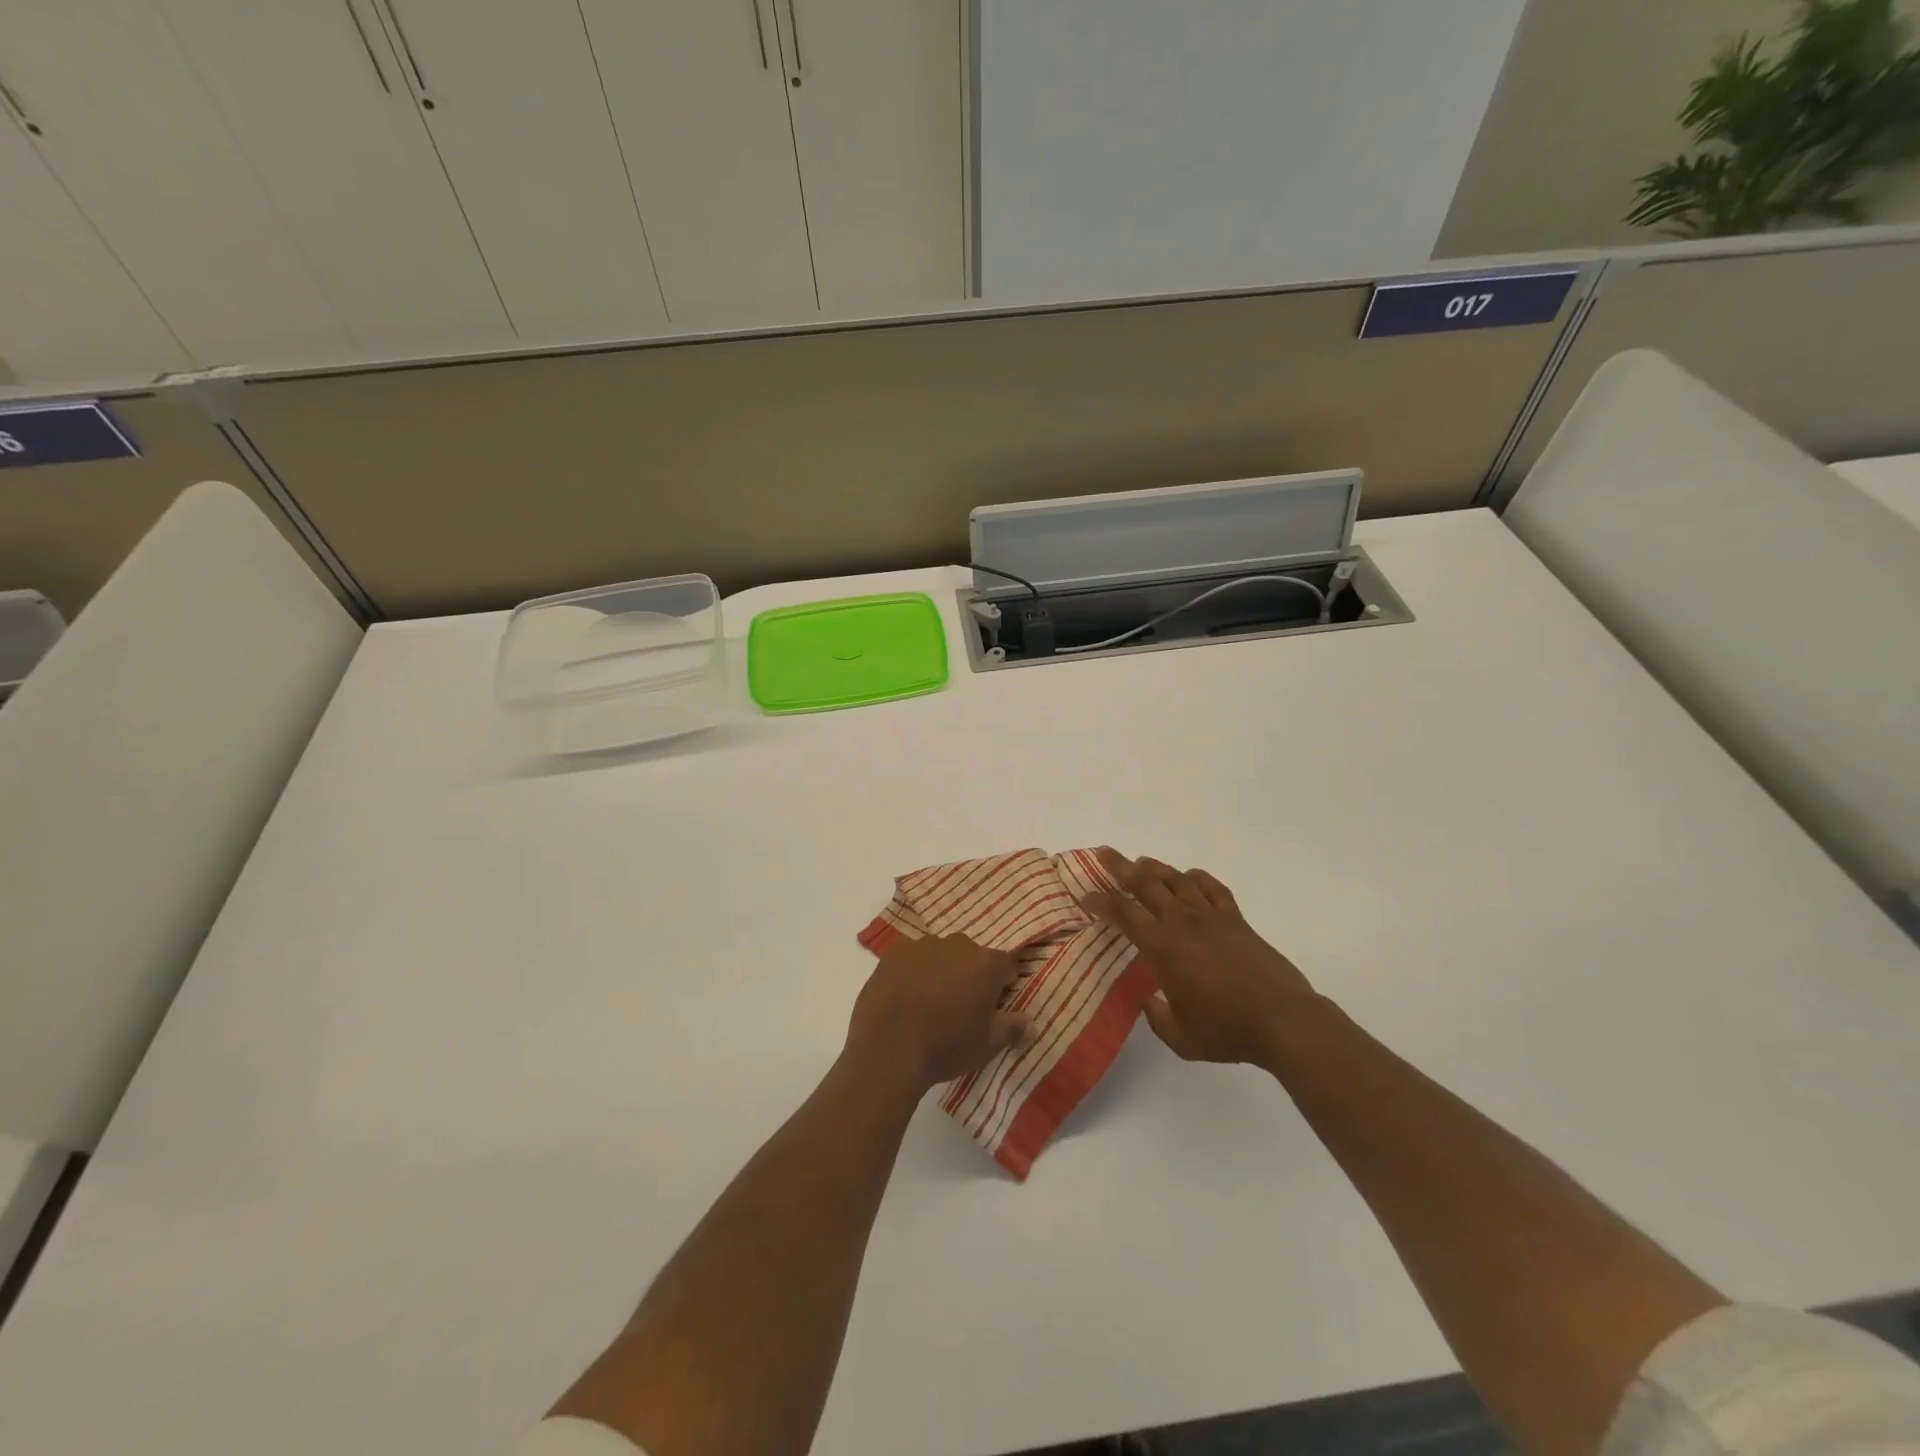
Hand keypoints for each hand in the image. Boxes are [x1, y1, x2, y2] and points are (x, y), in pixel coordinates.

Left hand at [846, 935, 1033, 1090]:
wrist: (887, 1049)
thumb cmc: (945, 1047)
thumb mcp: (986, 1046)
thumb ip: (1012, 1028)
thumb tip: (1030, 1022)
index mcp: (986, 965)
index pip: (1006, 966)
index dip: (1003, 985)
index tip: (994, 1005)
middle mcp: (957, 945)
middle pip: (972, 956)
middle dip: (971, 975)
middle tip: (960, 1006)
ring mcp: (923, 945)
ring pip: (941, 954)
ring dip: (941, 970)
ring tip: (929, 1001)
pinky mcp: (894, 953)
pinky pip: (912, 958)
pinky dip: (913, 971)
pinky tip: (905, 995)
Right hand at [1085, 849, 1320, 1069]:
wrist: (1283, 1020)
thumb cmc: (1226, 1030)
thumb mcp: (1181, 1038)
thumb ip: (1157, 1017)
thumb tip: (1148, 999)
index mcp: (1163, 947)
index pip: (1124, 914)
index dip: (1101, 901)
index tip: (1086, 896)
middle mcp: (1183, 922)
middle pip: (1146, 883)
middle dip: (1121, 867)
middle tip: (1104, 853)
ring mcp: (1212, 917)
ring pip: (1177, 880)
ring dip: (1155, 868)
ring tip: (1140, 862)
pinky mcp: (1237, 919)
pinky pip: (1212, 888)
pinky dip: (1197, 878)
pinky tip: (1189, 877)